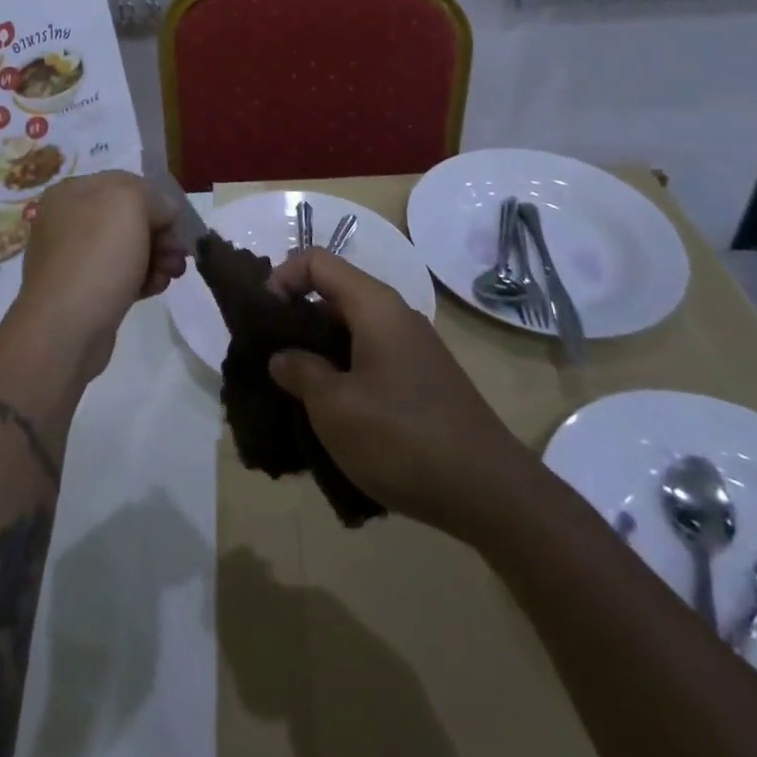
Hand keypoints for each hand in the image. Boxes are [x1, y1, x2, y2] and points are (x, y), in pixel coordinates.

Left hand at [4, 172, 187, 380]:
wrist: (65, 328)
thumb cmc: (97, 256)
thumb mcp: (131, 204)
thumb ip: (154, 198)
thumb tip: (163, 214)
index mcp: (72, 192)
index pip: (126, 183)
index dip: (157, 201)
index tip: (177, 225)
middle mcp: (68, 220)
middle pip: (129, 217)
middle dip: (161, 233)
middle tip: (179, 255)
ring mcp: (73, 257)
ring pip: (128, 248)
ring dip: (157, 257)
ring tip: (171, 275)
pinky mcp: (83, 290)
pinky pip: (120, 275)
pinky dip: (142, 278)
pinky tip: (156, 288)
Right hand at [264, 249, 542, 540]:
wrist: (493, 495)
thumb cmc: (404, 438)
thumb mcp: (335, 407)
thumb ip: (299, 371)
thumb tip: (283, 357)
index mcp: (375, 305)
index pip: (316, 261)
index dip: (281, 278)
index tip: (263, 320)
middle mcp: (395, 315)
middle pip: (333, 293)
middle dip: (295, 319)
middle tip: (269, 357)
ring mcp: (412, 349)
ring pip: (351, 330)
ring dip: (317, 351)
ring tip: (293, 390)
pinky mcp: (422, 381)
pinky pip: (370, 358)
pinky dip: (343, 372)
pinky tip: (333, 413)